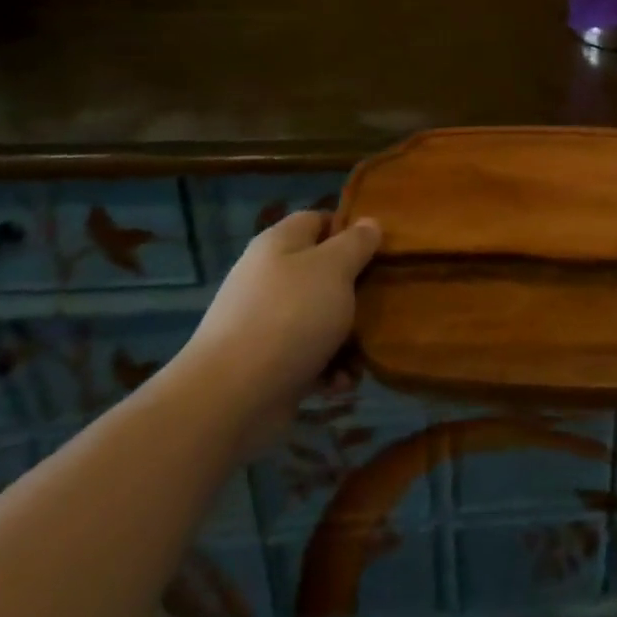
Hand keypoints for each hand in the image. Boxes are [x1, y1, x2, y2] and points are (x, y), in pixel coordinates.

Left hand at [181, 212, 380, 434]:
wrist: (232, 397)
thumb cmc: (290, 316)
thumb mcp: (334, 268)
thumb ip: (356, 243)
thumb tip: (369, 223)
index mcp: (280, 244)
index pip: (319, 220)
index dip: (351, 229)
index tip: (381, 248)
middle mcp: (270, 278)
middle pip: (324, 272)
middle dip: (357, 290)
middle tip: (384, 300)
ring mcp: (266, 322)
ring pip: (321, 318)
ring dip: (347, 337)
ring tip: (364, 354)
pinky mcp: (268, 363)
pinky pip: (309, 356)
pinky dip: (328, 369)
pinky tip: (339, 382)